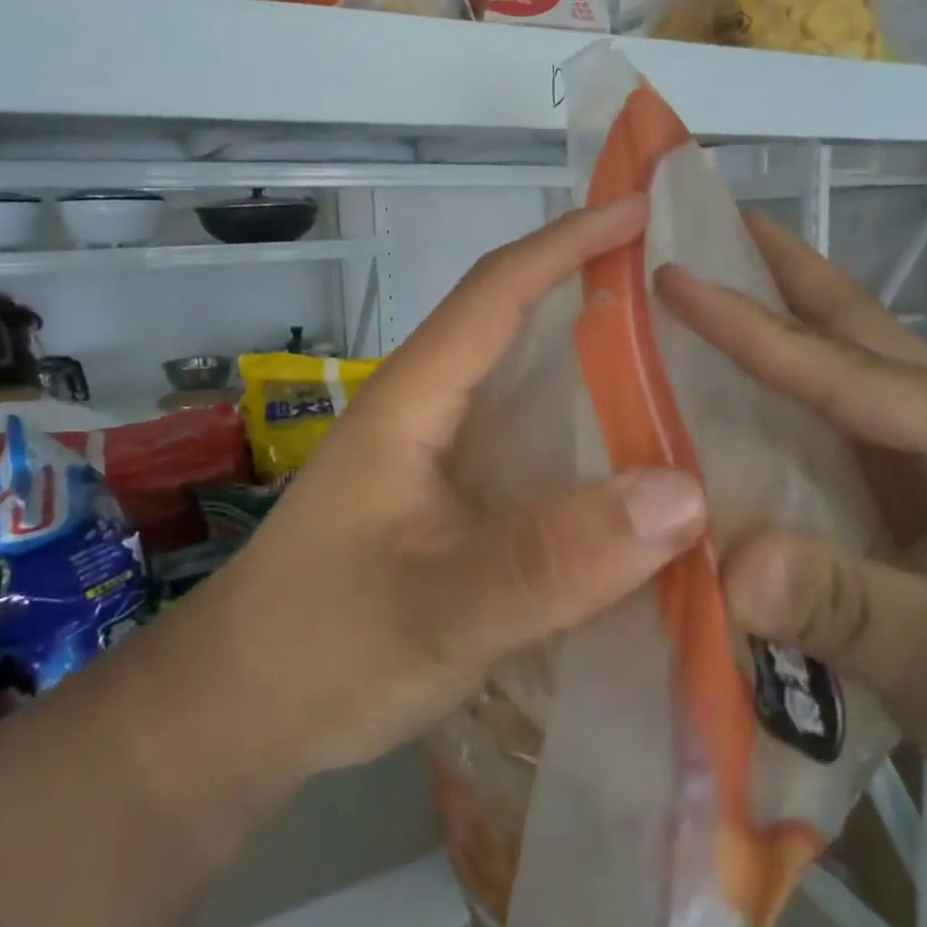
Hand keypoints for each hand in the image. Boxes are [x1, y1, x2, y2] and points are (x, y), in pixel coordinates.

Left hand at [202, 197, 707, 776]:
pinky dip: (578, 446)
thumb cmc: (323, 648)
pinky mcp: (439, 507)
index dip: (568, 244)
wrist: (239, 712)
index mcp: (412, 403)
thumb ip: (555, 557)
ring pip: (521, 396)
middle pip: (512, 331)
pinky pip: (523, 456)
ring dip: (591, 375)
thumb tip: (687, 493)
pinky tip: (625, 476)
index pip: (495, 292)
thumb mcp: (441, 606)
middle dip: (590, 297)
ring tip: (677, 377)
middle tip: (681, 298)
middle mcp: (423, 415)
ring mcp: (430, 462)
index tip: (641, 213)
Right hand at [655, 214, 926, 860]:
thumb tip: (724, 561)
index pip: (843, 370)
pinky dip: (773, 399)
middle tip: (701, 222)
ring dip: (776, 323)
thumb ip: (842, 606)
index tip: (673, 276)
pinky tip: (724, 401)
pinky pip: (825, 431)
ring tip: (700, 289)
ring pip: (838, 373)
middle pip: (853, 330)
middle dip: (779, 271)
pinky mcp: (907, 498)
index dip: (752, 325)